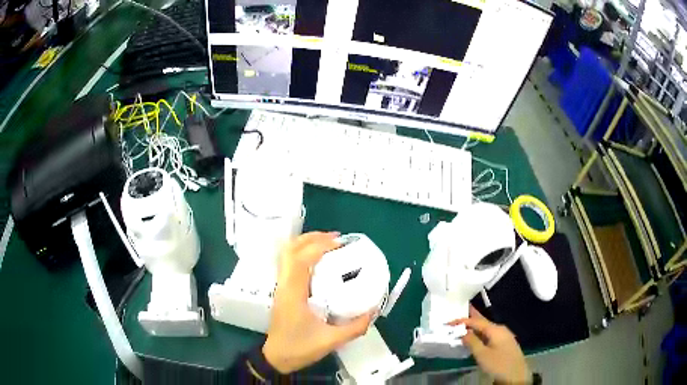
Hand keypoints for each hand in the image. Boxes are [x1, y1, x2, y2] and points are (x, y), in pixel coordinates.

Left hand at [262, 232, 374, 373]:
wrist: (276, 358)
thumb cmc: (299, 348)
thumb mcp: (331, 341)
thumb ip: (354, 327)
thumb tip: (373, 311)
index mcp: (293, 293)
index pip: (301, 259)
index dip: (320, 246)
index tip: (340, 243)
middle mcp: (284, 285)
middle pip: (290, 250)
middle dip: (312, 238)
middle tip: (336, 238)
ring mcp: (280, 287)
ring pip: (287, 255)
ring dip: (306, 244)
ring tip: (328, 244)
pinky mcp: (282, 291)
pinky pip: (289, 264)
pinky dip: (303, 254)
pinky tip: (318, 261)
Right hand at [450, 306, 530, 383]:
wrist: (516, 375)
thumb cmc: (498, 364)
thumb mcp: (482, 355)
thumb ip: (472, 342)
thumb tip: (463, 332)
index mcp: (495, 329)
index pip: (476, 321)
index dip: (462, 321)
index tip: (448, 322)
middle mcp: (500, 329)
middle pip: (483, 321)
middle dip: (471, 317)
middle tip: (460, 310)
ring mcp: (504, 336)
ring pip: (486, 328)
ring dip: (475, 327)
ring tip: (464, 324)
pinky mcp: (504, 344)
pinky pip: (489, 335)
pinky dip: (480, 333)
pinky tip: (476, 337)